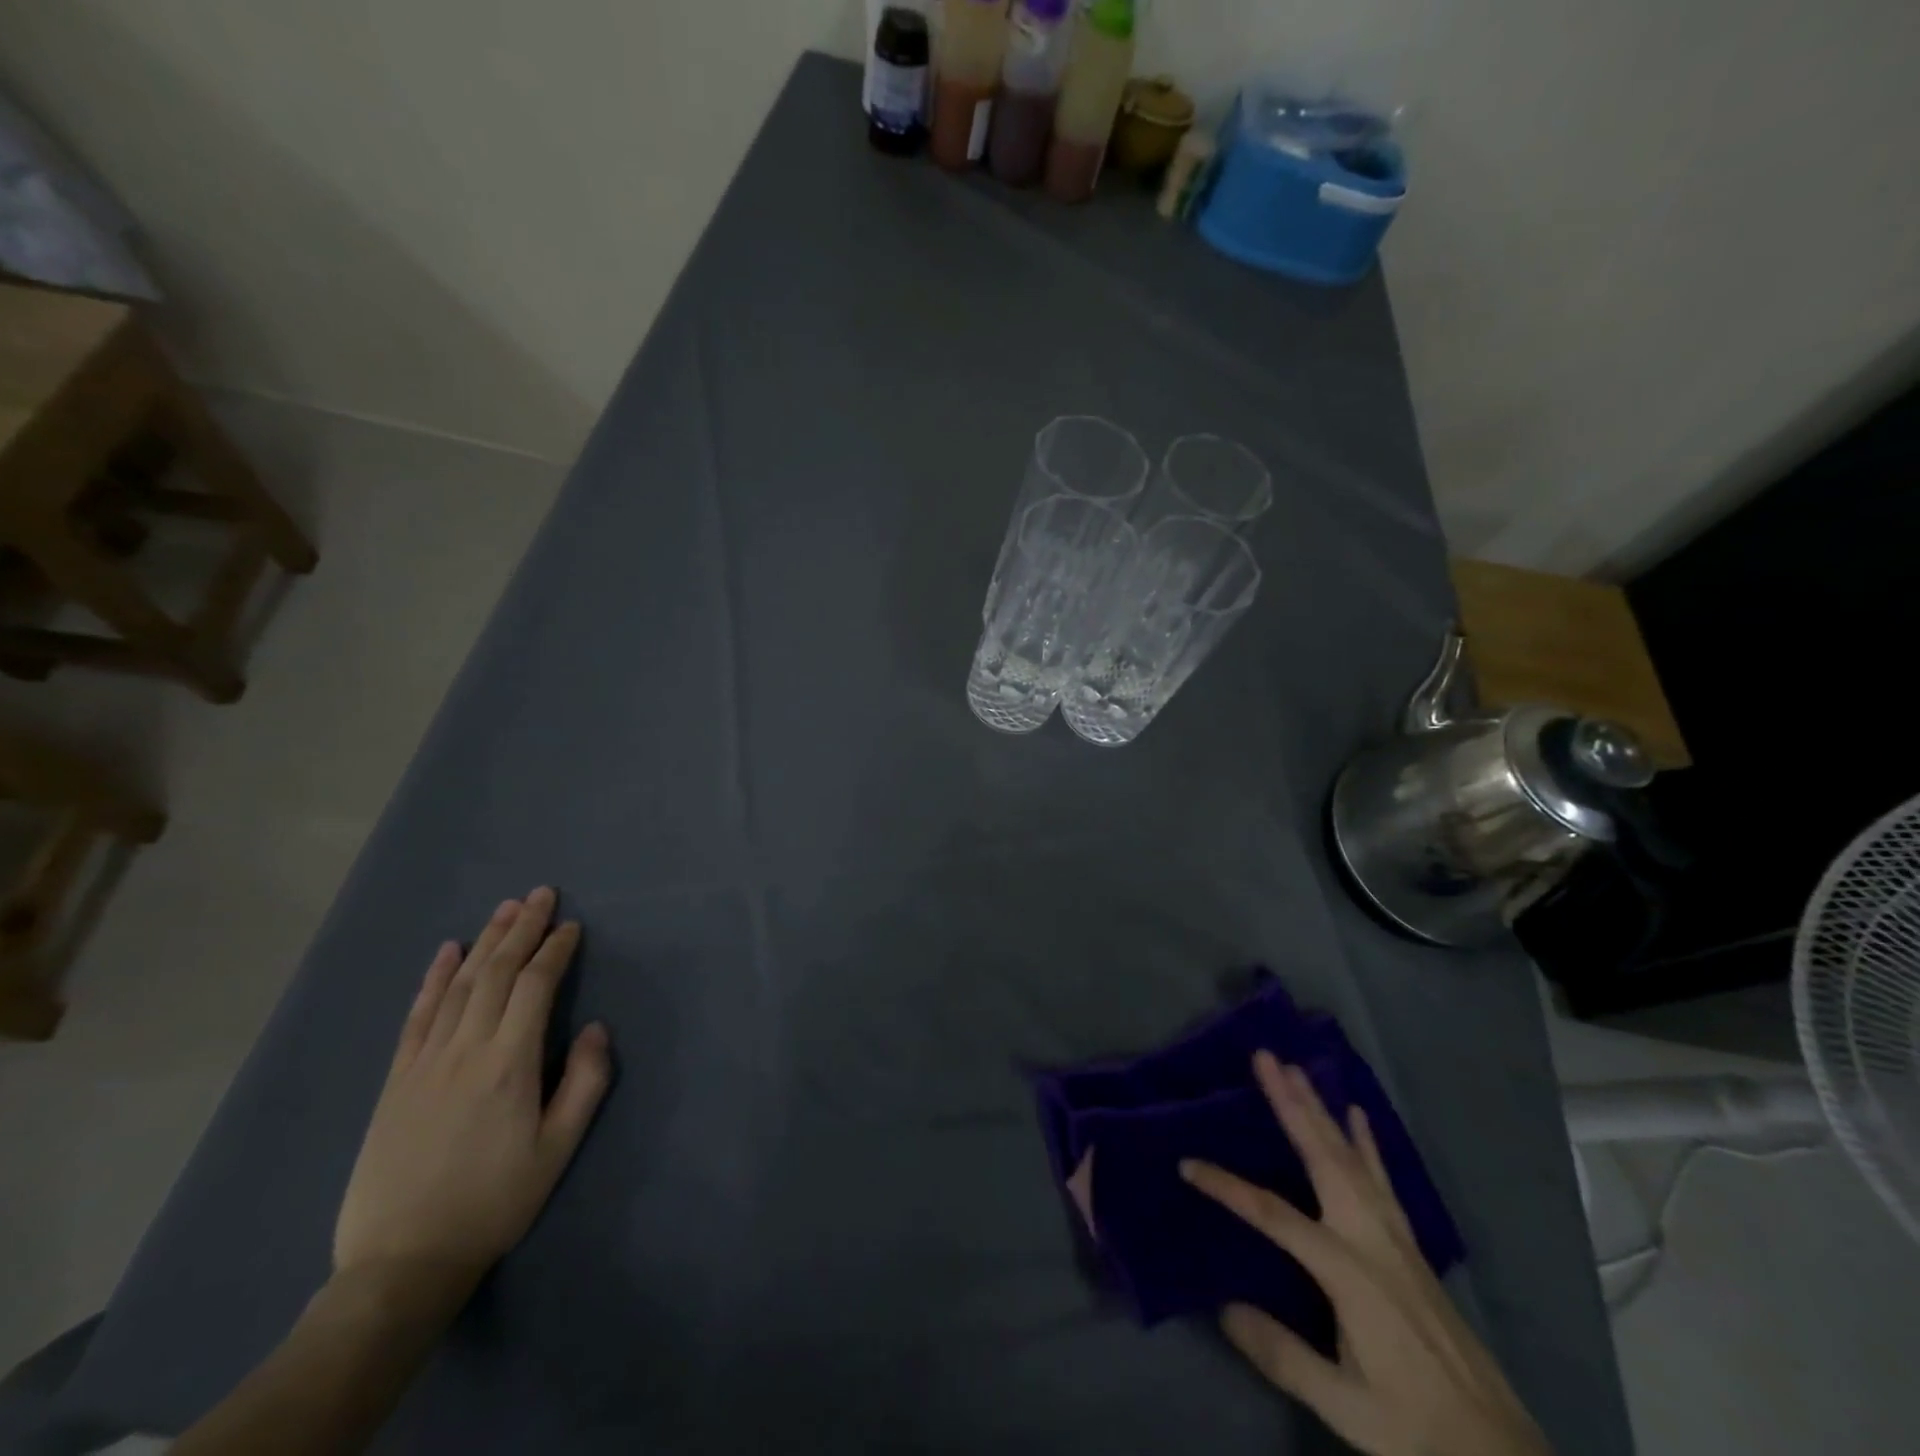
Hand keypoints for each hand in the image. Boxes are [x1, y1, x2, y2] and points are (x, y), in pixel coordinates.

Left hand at [333, 888, 611, 1308]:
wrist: (402, 1261)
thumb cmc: (494, 1202)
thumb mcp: (558, 1149)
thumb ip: (584, 1082)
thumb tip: (595, 1027)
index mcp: (509, 1064)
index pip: (534, 987)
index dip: (555, 951)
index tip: (572, 926)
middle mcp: (465, 1050)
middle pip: (495, 973)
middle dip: (521, 929)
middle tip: (541, 894)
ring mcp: (425, 1062)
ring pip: (459, 985)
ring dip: (485, 941)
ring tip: (506, 909)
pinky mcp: (397, 1079)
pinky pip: (417, 1016)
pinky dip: (434, 978)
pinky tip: (447, 951)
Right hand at [1181, 1052, 1549, 1455]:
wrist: (1501, 1454)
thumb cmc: (1416, 1428)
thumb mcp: (1346, 1408)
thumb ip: (1283, 1355)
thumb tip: (1223, 1305)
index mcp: (1349, 1272)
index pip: (1274, 1216)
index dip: (1228, 1187)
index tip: (1188, 1165)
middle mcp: (1371, 1239)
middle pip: (1323, 1157)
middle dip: (1292, 1104)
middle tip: (1266, 1058)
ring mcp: (1396, 1237)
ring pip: (1351, 1157)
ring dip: (1321, 1109)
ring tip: (1298, 1069)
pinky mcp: (1410, 1245)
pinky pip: (1382, 1178)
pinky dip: (1367, 1141)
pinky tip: (1357, 1114)